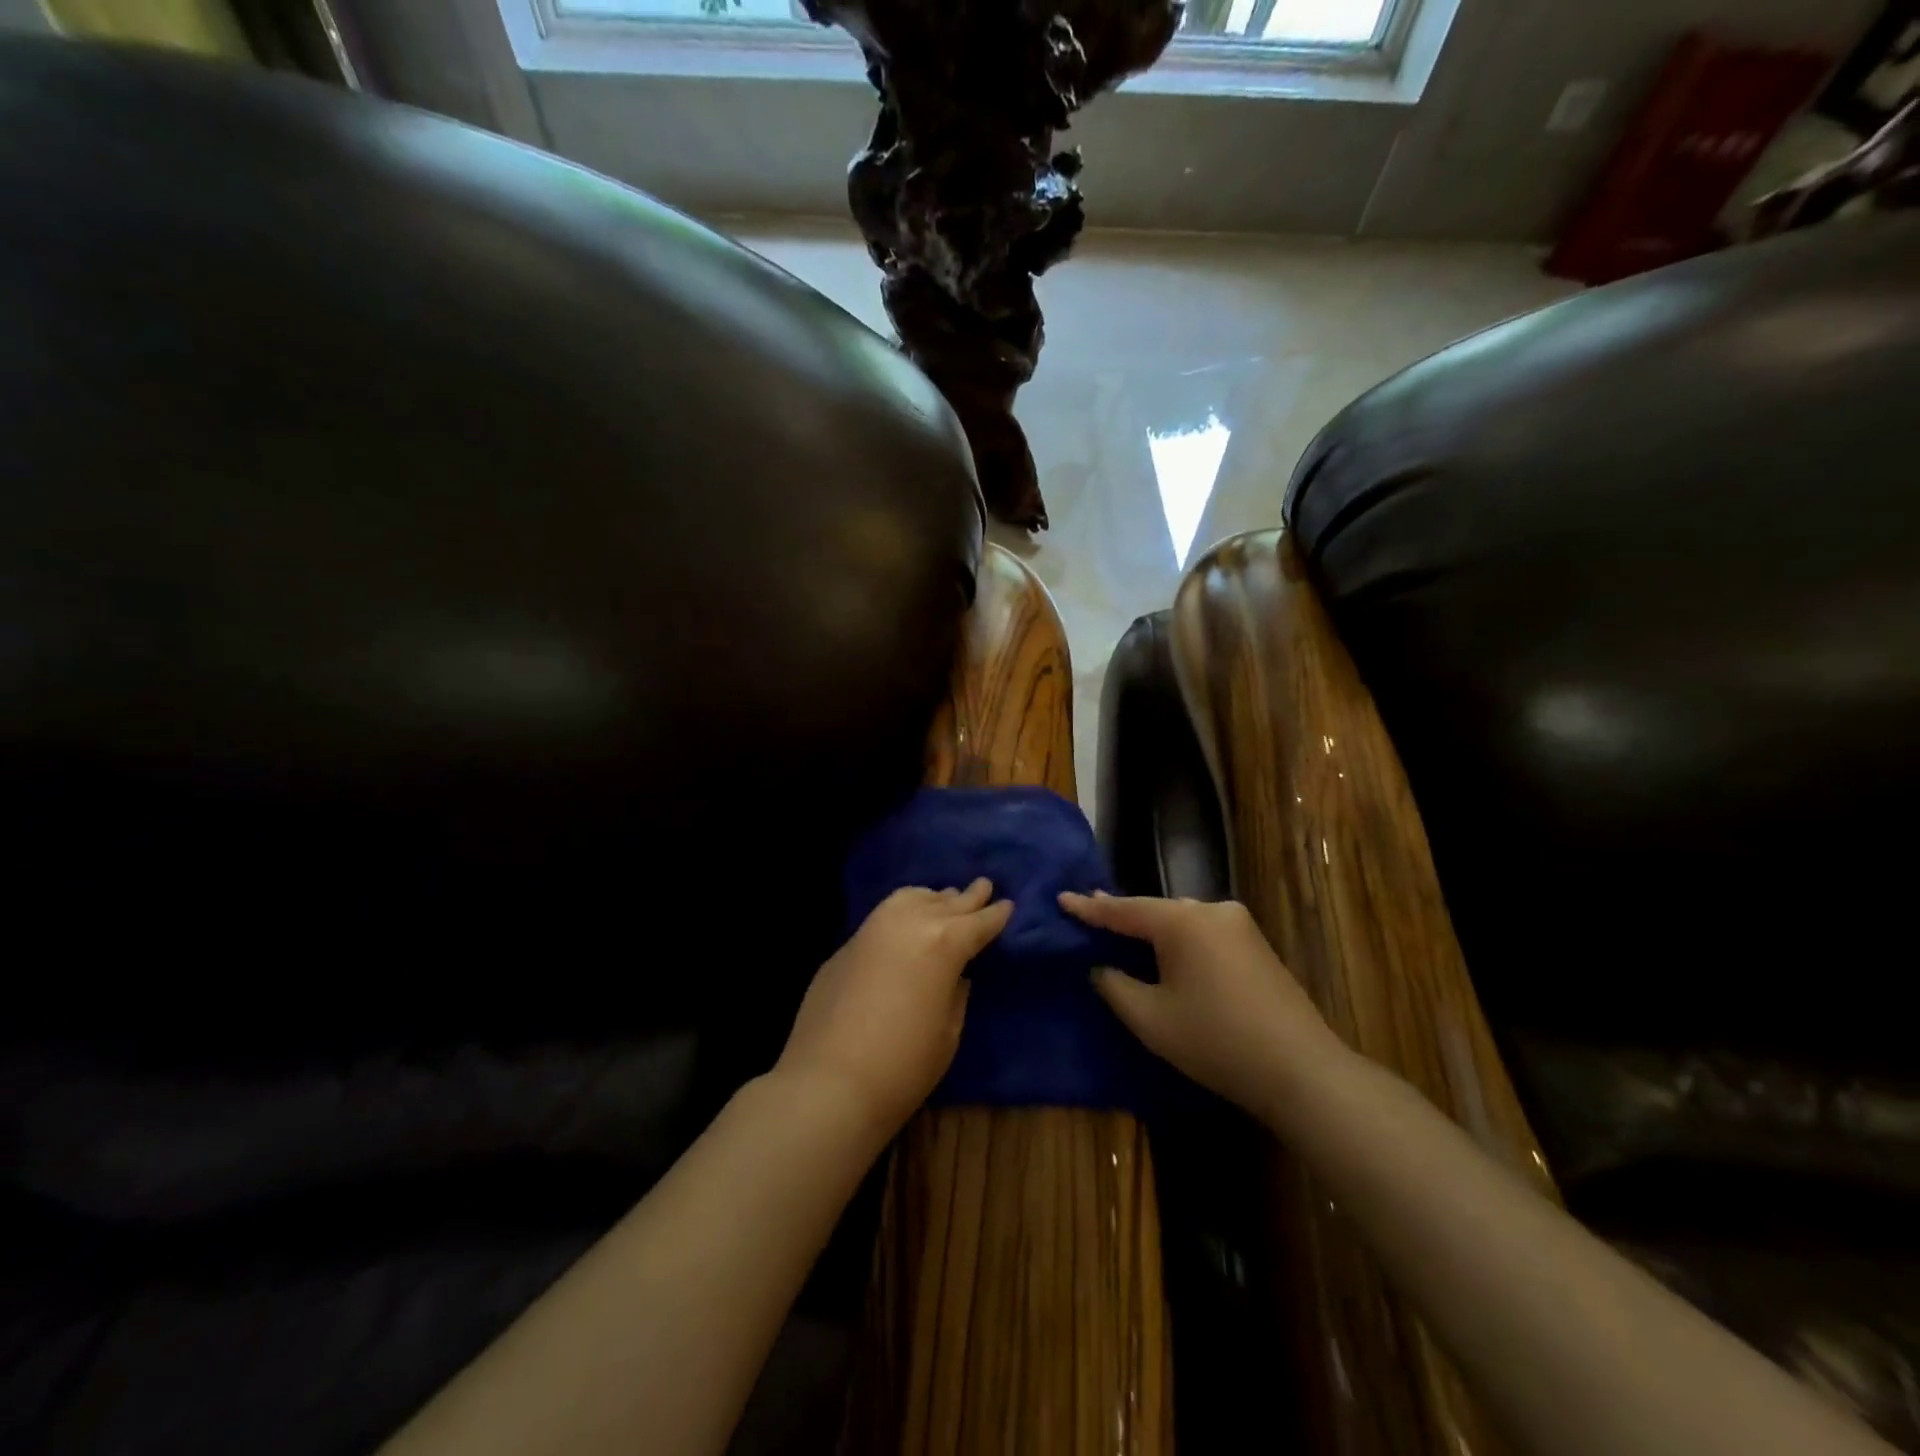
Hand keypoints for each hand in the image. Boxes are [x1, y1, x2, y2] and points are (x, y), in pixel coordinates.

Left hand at [777, 879, 1012, 1135]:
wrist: (827, 1083)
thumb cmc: (903, 1066)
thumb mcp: (948, 1033)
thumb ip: (955, 994)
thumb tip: (955, 976)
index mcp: (944, 943)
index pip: (978, 923)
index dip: (995, 915)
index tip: (1007, 904)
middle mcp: (909, 923)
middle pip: (946, 902)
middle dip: (968, 897)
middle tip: (983, 886)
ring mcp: (872, 930)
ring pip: (910, 898)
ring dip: (932, 898)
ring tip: (944, 898)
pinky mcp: (846, 946)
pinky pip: (883, 917)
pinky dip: (902, 912)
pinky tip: (904, 922)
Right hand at [1059, 892, 1344, 1120]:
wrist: (1302, 1070)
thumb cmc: (1216, 1041)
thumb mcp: (1150, 1019)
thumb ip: (1115, 985)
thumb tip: (1102, 967)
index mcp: (1182, 921)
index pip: (1123, 909)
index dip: (1089, 907)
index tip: (1061, 897)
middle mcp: (1212, 910)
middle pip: (1155, 910)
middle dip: (1122, 914)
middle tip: (1088, 910)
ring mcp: (1239, 925)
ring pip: (1182, 920)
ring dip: (1152, 928)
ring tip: (1122, 927)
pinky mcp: (1256, 945)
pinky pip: (1203, 932)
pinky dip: (1178, 939)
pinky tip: (1166, 949)